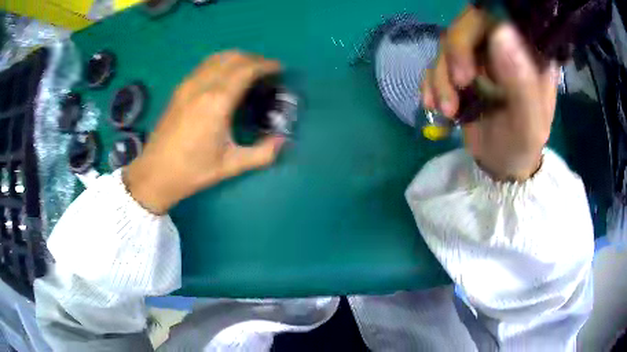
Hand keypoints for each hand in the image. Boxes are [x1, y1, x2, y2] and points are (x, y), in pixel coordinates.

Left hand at [124, 51, 284, 213]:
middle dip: (254, 58)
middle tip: (268, 70)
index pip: (246, 69)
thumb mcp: (231, 166)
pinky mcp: (179, 89)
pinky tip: (225, 75)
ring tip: (249, 70)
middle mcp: (202, 86)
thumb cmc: (192, 171)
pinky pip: (204, 65)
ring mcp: (187, 85)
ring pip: (217, 57)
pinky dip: (221, 62)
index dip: (266, 65)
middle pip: (233, 57)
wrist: (155, 173)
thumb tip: (283, 141)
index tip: (279, 68)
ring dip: (237, 58)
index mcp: (217, 102)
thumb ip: (262, 153)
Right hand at [421, 7, 558, 180]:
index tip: (474, 63)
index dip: (479, 28)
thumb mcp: (529, 123)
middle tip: (459, 85)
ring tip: (448, 110)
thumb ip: (522, 82)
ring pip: (448, 44)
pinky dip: (431, 83)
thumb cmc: (522, 146)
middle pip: (468, 25)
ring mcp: (480, 56)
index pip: (501, 16)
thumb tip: (502, 31)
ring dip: (441, 76)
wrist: (501, 165)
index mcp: (528, 51)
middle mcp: (504, 45)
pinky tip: (434, 105)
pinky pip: (436, 63)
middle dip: (456, 53)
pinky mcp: (461, 69)